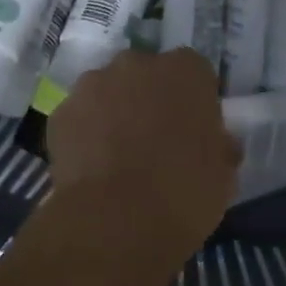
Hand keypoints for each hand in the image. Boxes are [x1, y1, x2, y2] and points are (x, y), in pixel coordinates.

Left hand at [42, 49, 240, 285]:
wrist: (115, 223)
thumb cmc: (183, 193)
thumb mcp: (223, 174)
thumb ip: (219, 146)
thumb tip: (217, 143)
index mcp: (186, 71)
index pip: (194, 72)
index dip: (192, 100)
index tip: (193, 130)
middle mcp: (139, 63)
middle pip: (147, 74)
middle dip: (149, 99)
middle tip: (154, 141)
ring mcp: (94, 83)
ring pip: (108, 91)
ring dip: (114, 112)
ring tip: (117, 157)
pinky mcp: (62, 111)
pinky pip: (79, 117)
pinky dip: (84, 134)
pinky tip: (91, 168)